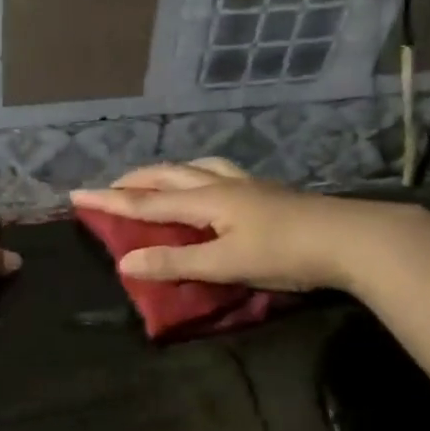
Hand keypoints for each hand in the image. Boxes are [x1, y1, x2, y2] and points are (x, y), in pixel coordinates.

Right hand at [71, 158, 415, 292]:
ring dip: (171, 172)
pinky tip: (212, 186)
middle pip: (170, 175)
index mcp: (207, 200)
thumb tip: (125, 261)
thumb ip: (175, 262)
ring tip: (159, 179)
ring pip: (199, 167)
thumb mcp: (225, 263)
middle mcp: (222, 185)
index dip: (110, 200)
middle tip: (112, 186)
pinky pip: (221, 174)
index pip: (146, 201)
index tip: (77, 194)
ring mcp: (249, 185)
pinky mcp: (268, 192)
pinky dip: (200, 175)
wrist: (352, 239)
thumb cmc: (286, 253)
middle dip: (137, 180)